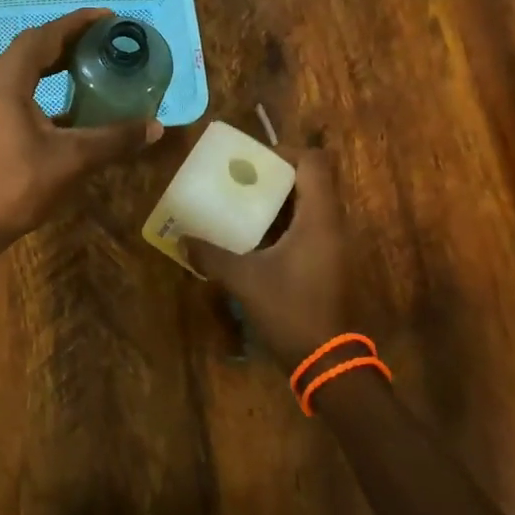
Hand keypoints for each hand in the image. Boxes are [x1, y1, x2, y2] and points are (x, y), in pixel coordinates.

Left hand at [0, 8, 163, 249]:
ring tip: (89, 58)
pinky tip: (68, 95)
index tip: (107, 17)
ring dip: (52, 58)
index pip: (41, 38)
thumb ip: (114, 138)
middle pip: (29, 47)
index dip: (75, 23)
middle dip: (66, 37)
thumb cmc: (18, 187)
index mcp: (5, 84)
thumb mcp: (71, 160)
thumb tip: (156, 126)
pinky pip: (16, 86)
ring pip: (21, 66)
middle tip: (102, 37)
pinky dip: (42, 80)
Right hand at [183, 149, 372, 373]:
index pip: (312, 163)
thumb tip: (182, 240)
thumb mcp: (245, 280)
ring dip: (276, 200)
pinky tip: (252, 237)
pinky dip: (281, 222)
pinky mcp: (327, 263)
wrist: (327, 362)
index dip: (283, 152)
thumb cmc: (291, 310)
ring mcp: (331, 245)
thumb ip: (212, 256)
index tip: (251, 160)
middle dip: (273, 175)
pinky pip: (306, 227)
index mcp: (318, 219)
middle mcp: (330, 225)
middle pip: (309, 181)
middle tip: (238, 179)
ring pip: (307, 205)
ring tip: (240, 203)